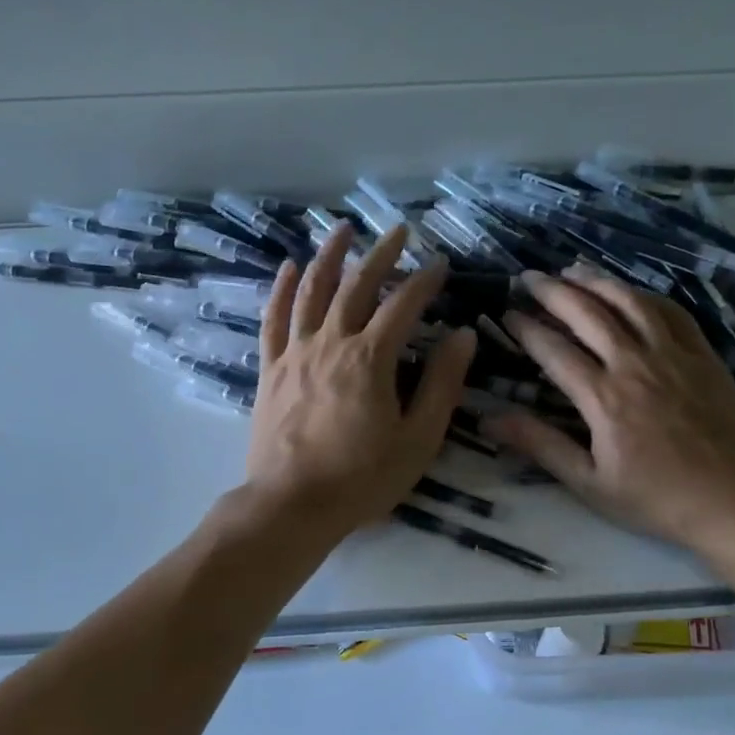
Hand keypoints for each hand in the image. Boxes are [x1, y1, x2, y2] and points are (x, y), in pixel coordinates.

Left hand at [244, 224, 475, 538]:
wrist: (292, 505)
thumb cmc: (363, 477)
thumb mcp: (418, 438)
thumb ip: (441, 384)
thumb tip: (463, 336)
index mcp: (370, 358)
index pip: (404, 305)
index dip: (425, 280)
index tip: (441, 264)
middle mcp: (331, 343)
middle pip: (357, 286)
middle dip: (382, 254)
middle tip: (399, 230)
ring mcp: (296, 353)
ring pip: (312, 291)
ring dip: (330, 256)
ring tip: (343, 229)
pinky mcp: (271, 369)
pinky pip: (274, 319)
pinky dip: (281, 289)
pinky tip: (289, 267)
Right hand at [487, 264, 734, 559]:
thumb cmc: (659, 499)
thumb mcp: (591, 483)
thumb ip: (541, 445)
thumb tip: (489, 420)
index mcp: (604, 398)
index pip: (554, 349)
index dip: (526, 328)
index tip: (506, 313)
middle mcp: (635, 363)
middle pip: (587, 313)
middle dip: (552, 291)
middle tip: (528, 278)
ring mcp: (673, 354)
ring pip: (629, 302)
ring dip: (596, 281)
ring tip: (571, 270)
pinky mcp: (703, 355)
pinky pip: (671, 312)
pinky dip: (644, 295)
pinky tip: (630, 291)